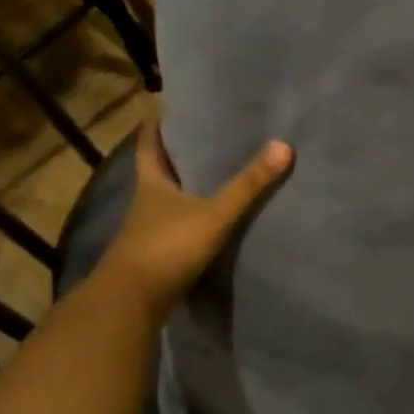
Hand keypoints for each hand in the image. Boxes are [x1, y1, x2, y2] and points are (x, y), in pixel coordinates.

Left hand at [101, 110, 291, 310]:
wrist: (130, 305)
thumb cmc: (166, 248)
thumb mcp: (214, 214)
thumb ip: (248, 184)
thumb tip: (283, 145)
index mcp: (151, 185)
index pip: (148, 147)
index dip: (154, 127)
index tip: (163, 109)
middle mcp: (145, 205)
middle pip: (157, 173)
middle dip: (175, 156)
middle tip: (202, 136)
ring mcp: (147, 233)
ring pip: (166, 202)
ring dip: (184, 189)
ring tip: (214, 175)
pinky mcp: (155, 257)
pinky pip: (175, 228)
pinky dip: (190, 220)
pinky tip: (210, 220)